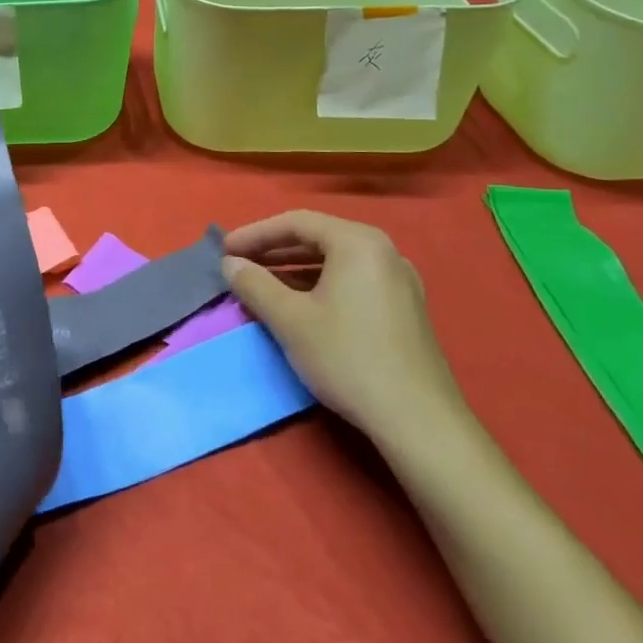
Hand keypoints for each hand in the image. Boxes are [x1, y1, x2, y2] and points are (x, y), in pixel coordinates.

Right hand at [221, 211, 465, 440]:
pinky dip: (319, 285)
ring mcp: (399, 280)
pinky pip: (352, 281)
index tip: (224, 250)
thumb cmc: (347, 358)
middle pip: (318, 237)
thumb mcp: (289, 319)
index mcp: (358, 242)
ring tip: (261, 284)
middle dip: (273, 250)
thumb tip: (230, 263)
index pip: (295, 222)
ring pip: (335, 261)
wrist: (418, 420)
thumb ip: (254, 284)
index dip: (254, 234)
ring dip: (294, 269)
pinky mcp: (404, 308)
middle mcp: (383, 251)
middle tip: (238, 264)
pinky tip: (299, 305)